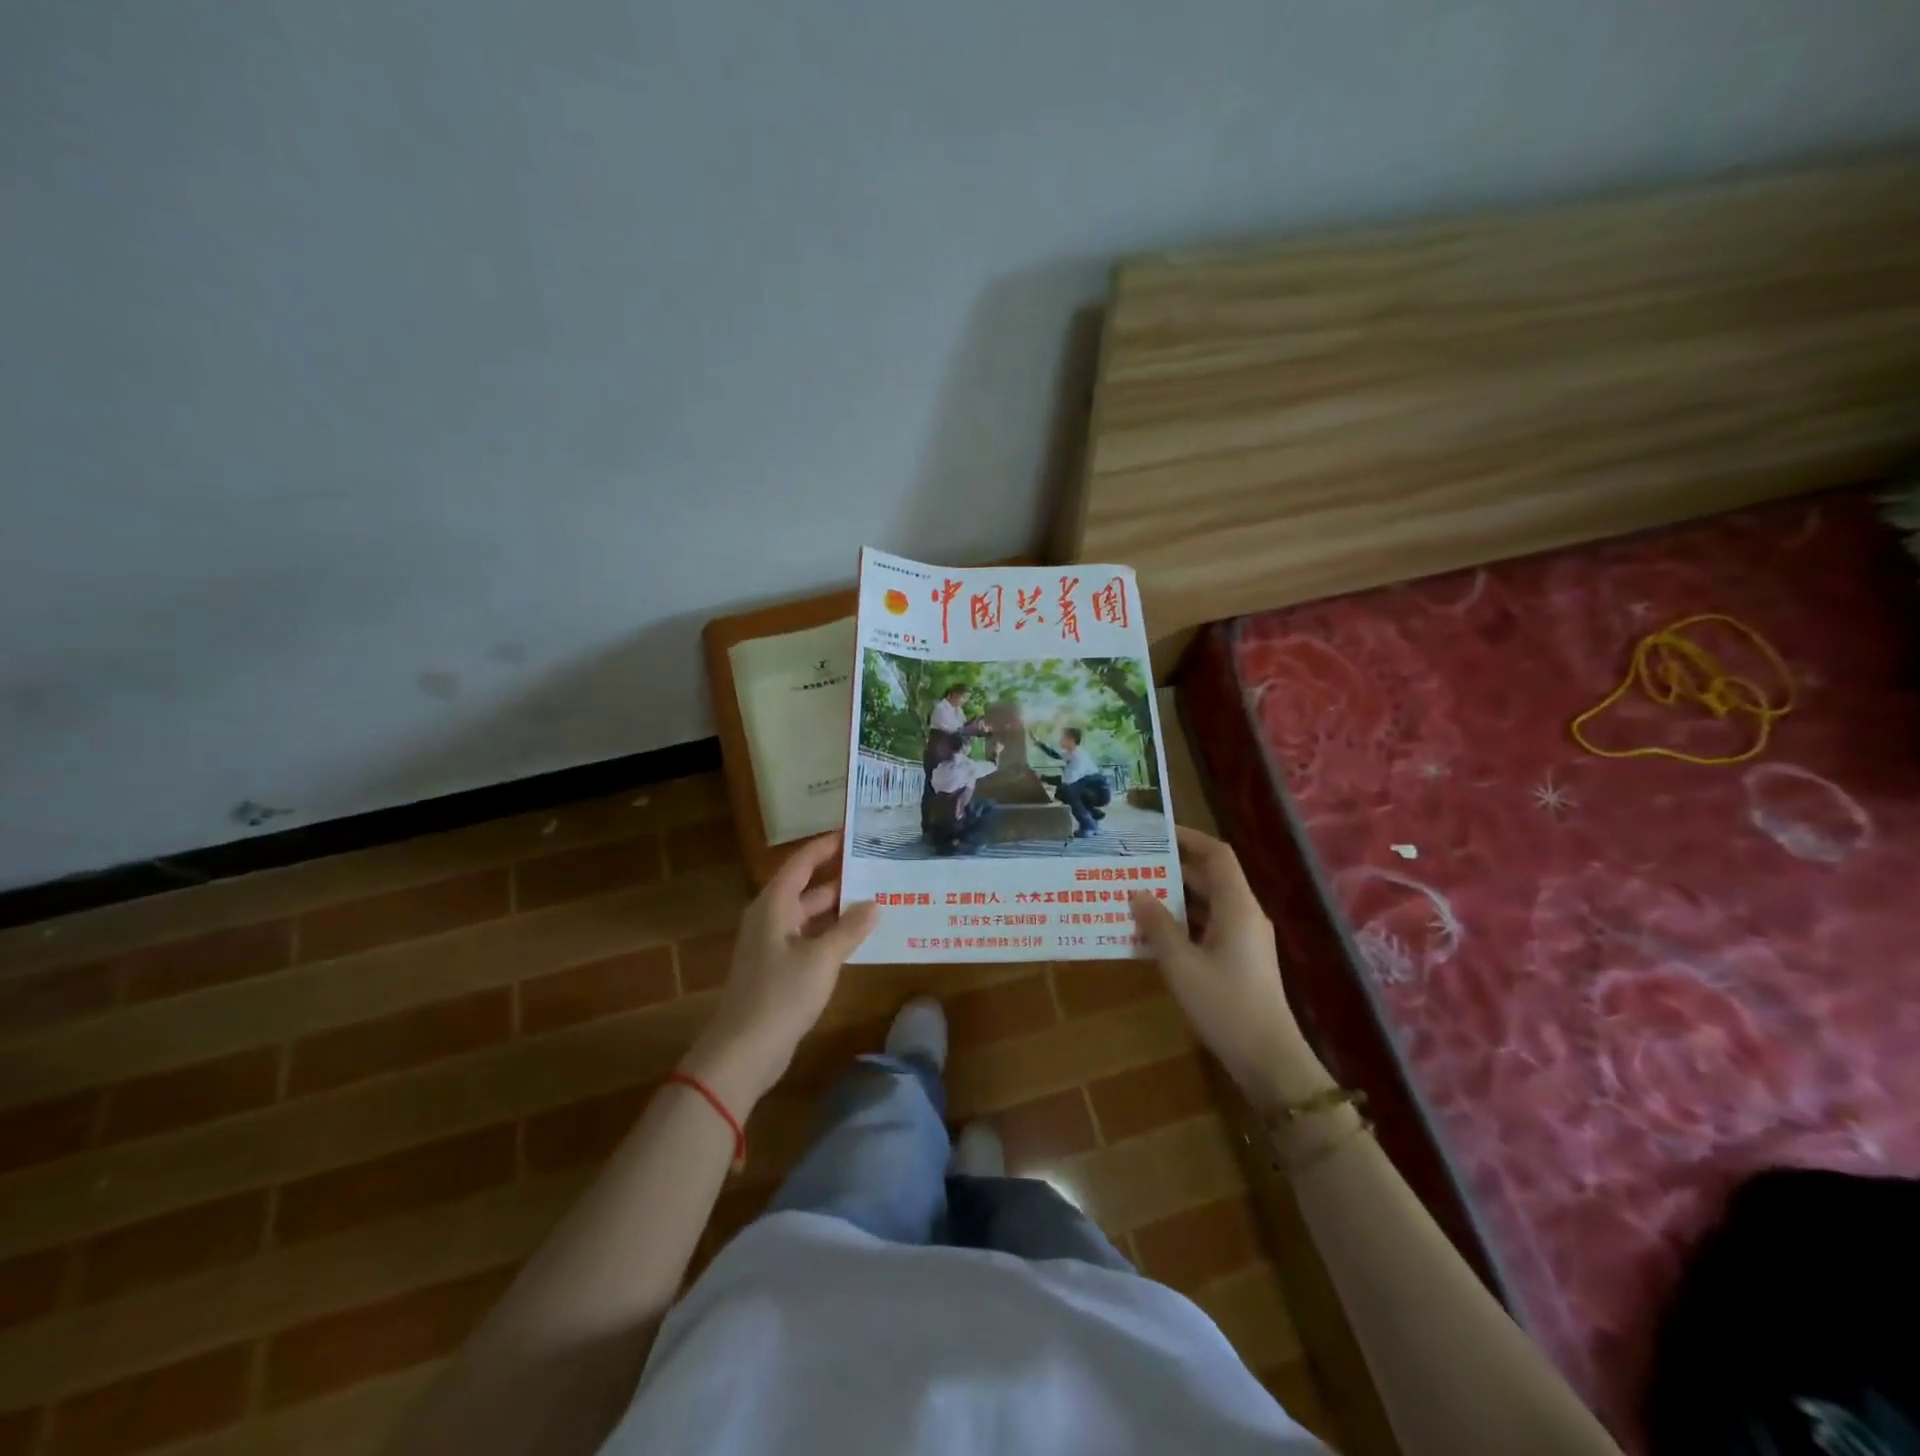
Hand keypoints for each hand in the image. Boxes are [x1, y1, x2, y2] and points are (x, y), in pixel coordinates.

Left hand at [680, 833, 877, 1112]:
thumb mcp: (822, 958)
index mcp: (775, 905)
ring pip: (811, 915)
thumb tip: (875, 904)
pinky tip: (859, 937)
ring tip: (878, 898)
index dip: (826, 846)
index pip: (802, 862)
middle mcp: (771, 917)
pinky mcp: (779, 968)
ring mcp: (774, 944)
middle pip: (808, 887)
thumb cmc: (780, 994)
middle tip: (878, 867)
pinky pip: (810, 938)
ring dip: (839, 909)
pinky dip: (832, 933)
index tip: (853, 833)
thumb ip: (850, 929)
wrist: (743, 1050)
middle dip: (841, 878)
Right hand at [1129, 827, 1325, 1109]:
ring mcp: (1245, 938)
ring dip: (1175, 898)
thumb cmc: (1224, 1004)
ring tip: (1136, 895)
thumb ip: (1157, 925)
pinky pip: (1209, 926)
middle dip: (1173, 869)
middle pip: (1210, 877)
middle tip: (1135, 865)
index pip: (1216, 855)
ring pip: (1208, 904)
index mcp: (1236, 906)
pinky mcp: (1240, 959)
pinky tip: (1153, 933)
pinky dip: (1183, 923)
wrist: (1268, 1059)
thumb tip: (1137, 893)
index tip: (1156, 834)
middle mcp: (1244, 914)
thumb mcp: (1181, 964)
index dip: (1189, 838)